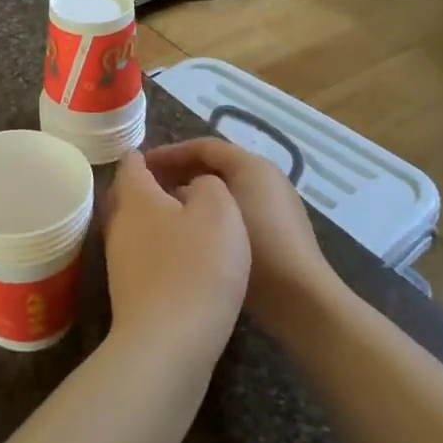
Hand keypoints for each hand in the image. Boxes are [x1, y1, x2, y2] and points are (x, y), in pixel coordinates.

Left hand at [100, 151, 248, 372]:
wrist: (168, 342)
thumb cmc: (197, 266)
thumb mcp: (219, 211)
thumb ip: (209, 186)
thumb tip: (195, 185)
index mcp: (136, 197)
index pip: (132, 164)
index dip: (146, 154)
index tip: (162, 153)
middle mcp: (119, 224)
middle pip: (127, 195)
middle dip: (147, 186)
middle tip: (175, 182)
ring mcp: (118, 260)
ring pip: (133, 226)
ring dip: (154, 218)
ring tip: (184, 217)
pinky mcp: (128, 290)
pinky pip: (141, 254)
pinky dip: (158, 246)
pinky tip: (181, 256)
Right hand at [144, 140, 332, 327]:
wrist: (300, 296)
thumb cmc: (256, 246)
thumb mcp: (217, 211)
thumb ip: (190, 191)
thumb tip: (175, 189)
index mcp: (252, 165)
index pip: (204, 146)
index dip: (171, 153)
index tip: (142, 166)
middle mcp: (266, 177)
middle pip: (216, 165)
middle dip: (181, 172)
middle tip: (150, 186)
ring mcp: (274, 204)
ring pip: (225, 189)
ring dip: (195, 194)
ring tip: (165, 209)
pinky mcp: (275, 230)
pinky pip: (235, 209)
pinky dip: (211, 213)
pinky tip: (192, 232)